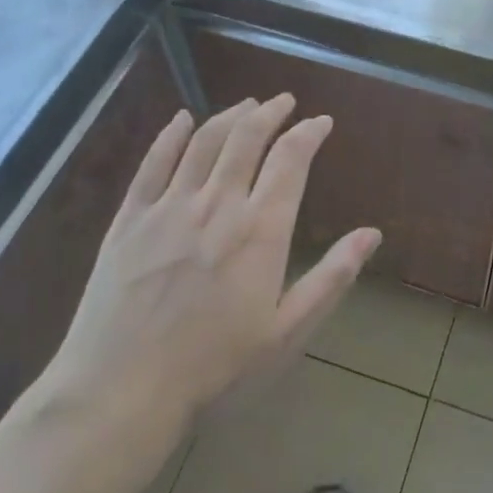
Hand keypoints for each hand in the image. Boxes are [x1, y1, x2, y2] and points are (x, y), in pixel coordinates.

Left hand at [43, 94, 380, 440]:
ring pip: (205, 141)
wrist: (121, 390)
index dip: (309, 133)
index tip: (321, 122)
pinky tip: (182, 118)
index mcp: (260, 230)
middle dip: (271, 112)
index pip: (291, 160)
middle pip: (247, 137)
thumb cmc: (214, 368)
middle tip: (285, 101)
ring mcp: (169, 207)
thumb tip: (372, 234)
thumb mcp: (286, 332)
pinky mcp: (130, 218)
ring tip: (247, 105)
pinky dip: (170, 135)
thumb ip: (331, 277)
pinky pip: (153, 162)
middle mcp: (218, 204)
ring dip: (230, 116)